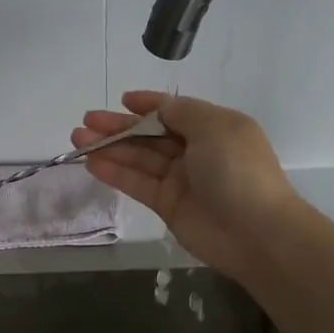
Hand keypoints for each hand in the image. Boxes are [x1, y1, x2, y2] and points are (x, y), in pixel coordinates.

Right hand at [71, 92, 307, 280]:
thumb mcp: (214, 127)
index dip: (148, 105)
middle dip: (119, 126)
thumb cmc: (238, 170)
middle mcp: (196, 151)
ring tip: (78, 139)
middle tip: (86, 121)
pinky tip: (92, 163)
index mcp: (213, 127)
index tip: (123, 100)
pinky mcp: (168, 205)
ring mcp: (181, 179)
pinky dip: (115, 173)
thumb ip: (181, 113)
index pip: (174, 111)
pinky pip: (137, 183)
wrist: (256, 232)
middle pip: (150, 134)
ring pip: (139, 158)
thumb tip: (159, 107)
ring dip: (110, 148)